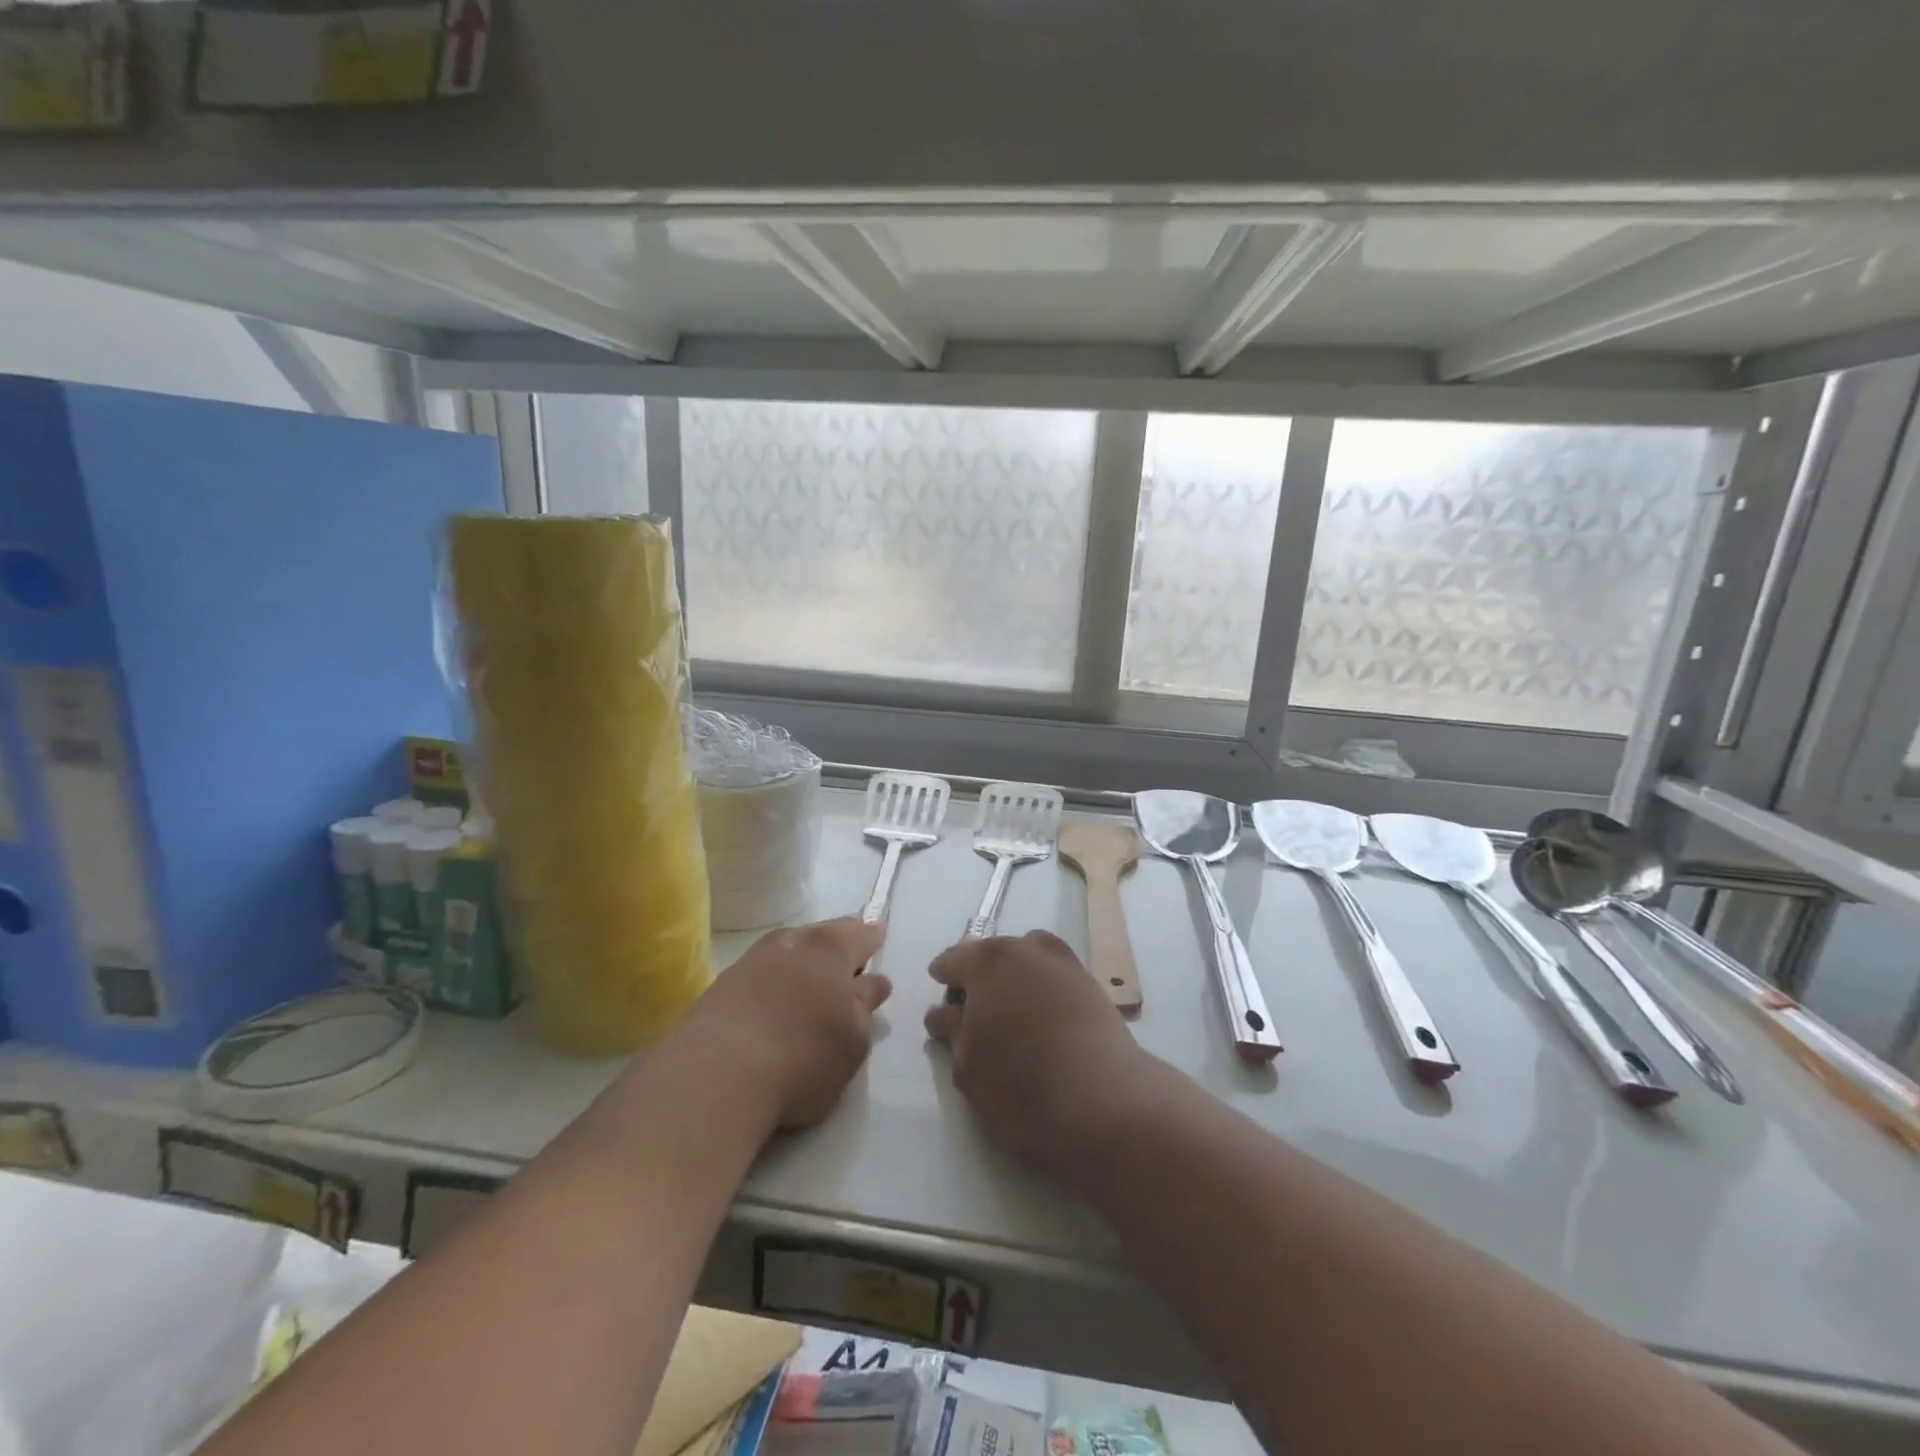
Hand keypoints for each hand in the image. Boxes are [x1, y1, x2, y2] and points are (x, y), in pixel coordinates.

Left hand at [684, 918, 890, 1130]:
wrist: (716, 1076)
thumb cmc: (804, 1055)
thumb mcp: (853, 1038)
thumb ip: (865, 1004)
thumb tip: (874, 981)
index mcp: (830, 947)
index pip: (860, 933)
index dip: (872, 937)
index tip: (878, 938)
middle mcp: (791, 942)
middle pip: (822, 935)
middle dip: (837, 945)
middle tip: (848, 963)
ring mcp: (751, 960)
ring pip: (788, 952)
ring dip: (802, 964)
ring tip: (812, 986)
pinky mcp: (722, 986)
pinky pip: (761, 975)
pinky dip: (774, 983)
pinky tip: (775, 1005)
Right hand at [925, 931, 1149, 1177]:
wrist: (1104, 1102)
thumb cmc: (1021, 1084)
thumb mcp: (967, 1065)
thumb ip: (952, 1031)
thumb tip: (944, 1013)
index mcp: (987, 961)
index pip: (953, 960)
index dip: (943, 980)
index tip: (942, 1003)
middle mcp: (1026, 948)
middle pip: (992, 955)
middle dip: (980, 979)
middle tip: (974, 1016)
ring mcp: (1064, 963)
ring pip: (1027, 962)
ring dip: (1014, 980)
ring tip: (1012, 1017)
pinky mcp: (1091, 985)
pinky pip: (1054, 977)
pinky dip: (1042, 990)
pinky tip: (1042, 1021)